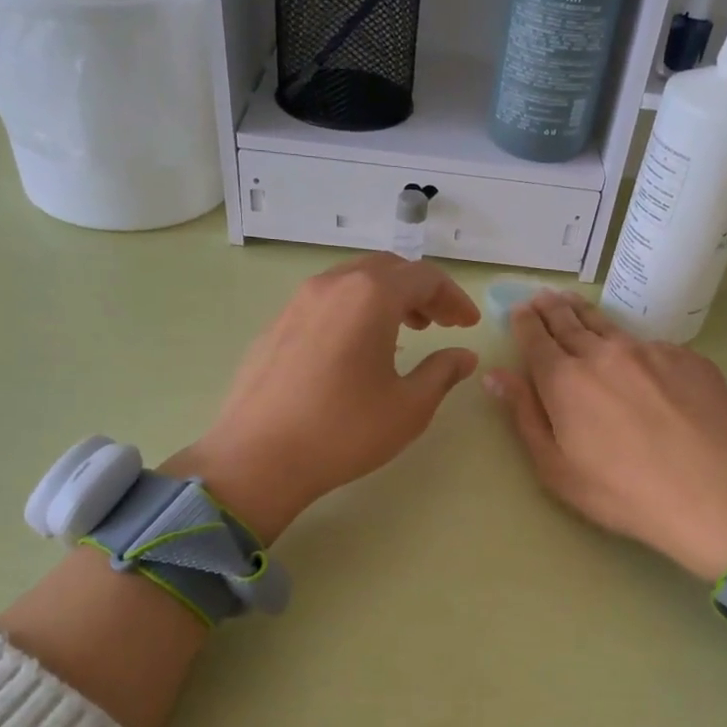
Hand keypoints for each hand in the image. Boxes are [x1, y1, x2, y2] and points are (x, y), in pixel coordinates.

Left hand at [170, 254, 480, 541]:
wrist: (258, 457)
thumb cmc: (344, 431)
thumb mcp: (409, 407)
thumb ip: (442, 372)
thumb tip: (463, 356)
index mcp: (370, 296)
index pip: (424, 277)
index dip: (453, 297)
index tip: (468, 324)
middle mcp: (333, 285)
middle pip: (388, 269)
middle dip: (421, 292)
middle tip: (440, 324)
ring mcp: (298, 302)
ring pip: (354, 281)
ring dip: (387, 298)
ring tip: (405, 331)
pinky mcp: (277, 324)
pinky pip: (327, 301)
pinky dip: (355, 310)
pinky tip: (358, 348)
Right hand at [485, 291, 726, 579]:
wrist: (712, 490)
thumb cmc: (621, 490)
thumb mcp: (556, 467)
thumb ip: (525, 416)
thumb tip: (497, 376)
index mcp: (564, 380)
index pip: (536, 338)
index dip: (525, 323)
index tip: (519, 311)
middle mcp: (603, 353)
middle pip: (570, 322)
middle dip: (551, 309)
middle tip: (542, 297)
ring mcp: (648, 351)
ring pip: (609, 324)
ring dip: (585, 312)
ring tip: (574, 304)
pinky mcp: (686, 358)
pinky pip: (649, 344)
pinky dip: (631, 343)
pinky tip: (633, 353)